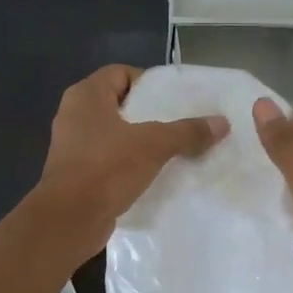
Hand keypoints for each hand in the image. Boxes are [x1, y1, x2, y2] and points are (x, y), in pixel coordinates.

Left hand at [32, 65, 228, 257]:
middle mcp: (74, 115)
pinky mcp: (77, 174)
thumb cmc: (107, 168)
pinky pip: (109, 160)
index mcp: (86, 96)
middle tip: (180, 124)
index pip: (120, 73)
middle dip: (149, 114)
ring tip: (173, 150)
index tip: (174, 99)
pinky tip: (154, 175)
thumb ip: (187, 132)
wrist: (70, 219)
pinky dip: (129, 164)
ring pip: (114, 135)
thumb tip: (222, 123)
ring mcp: (73, 146)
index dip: (148, 82)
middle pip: (119, 105)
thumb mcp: (153, 145)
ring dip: (140, 142)